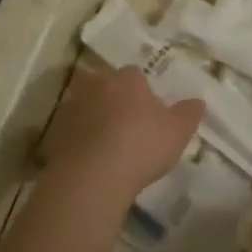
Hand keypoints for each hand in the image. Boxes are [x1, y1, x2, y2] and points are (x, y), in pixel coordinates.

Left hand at [42, 67, 202, 198]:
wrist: (94, 176)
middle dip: (115, 100)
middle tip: (127, 125)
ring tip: (106, 144)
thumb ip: (189, 113)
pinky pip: (70, 131)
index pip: (135, 74)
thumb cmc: (142, 145)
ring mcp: (71, 107)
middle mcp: (96, 85)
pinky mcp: (54, 133)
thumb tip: (197, 101)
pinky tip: (89, 159)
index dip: (142, 91)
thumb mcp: (178, 131)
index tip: (149, 110)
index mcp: (127, 79)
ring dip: (93, 119)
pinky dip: (78, 140)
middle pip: (106, 86)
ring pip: (85, 107)